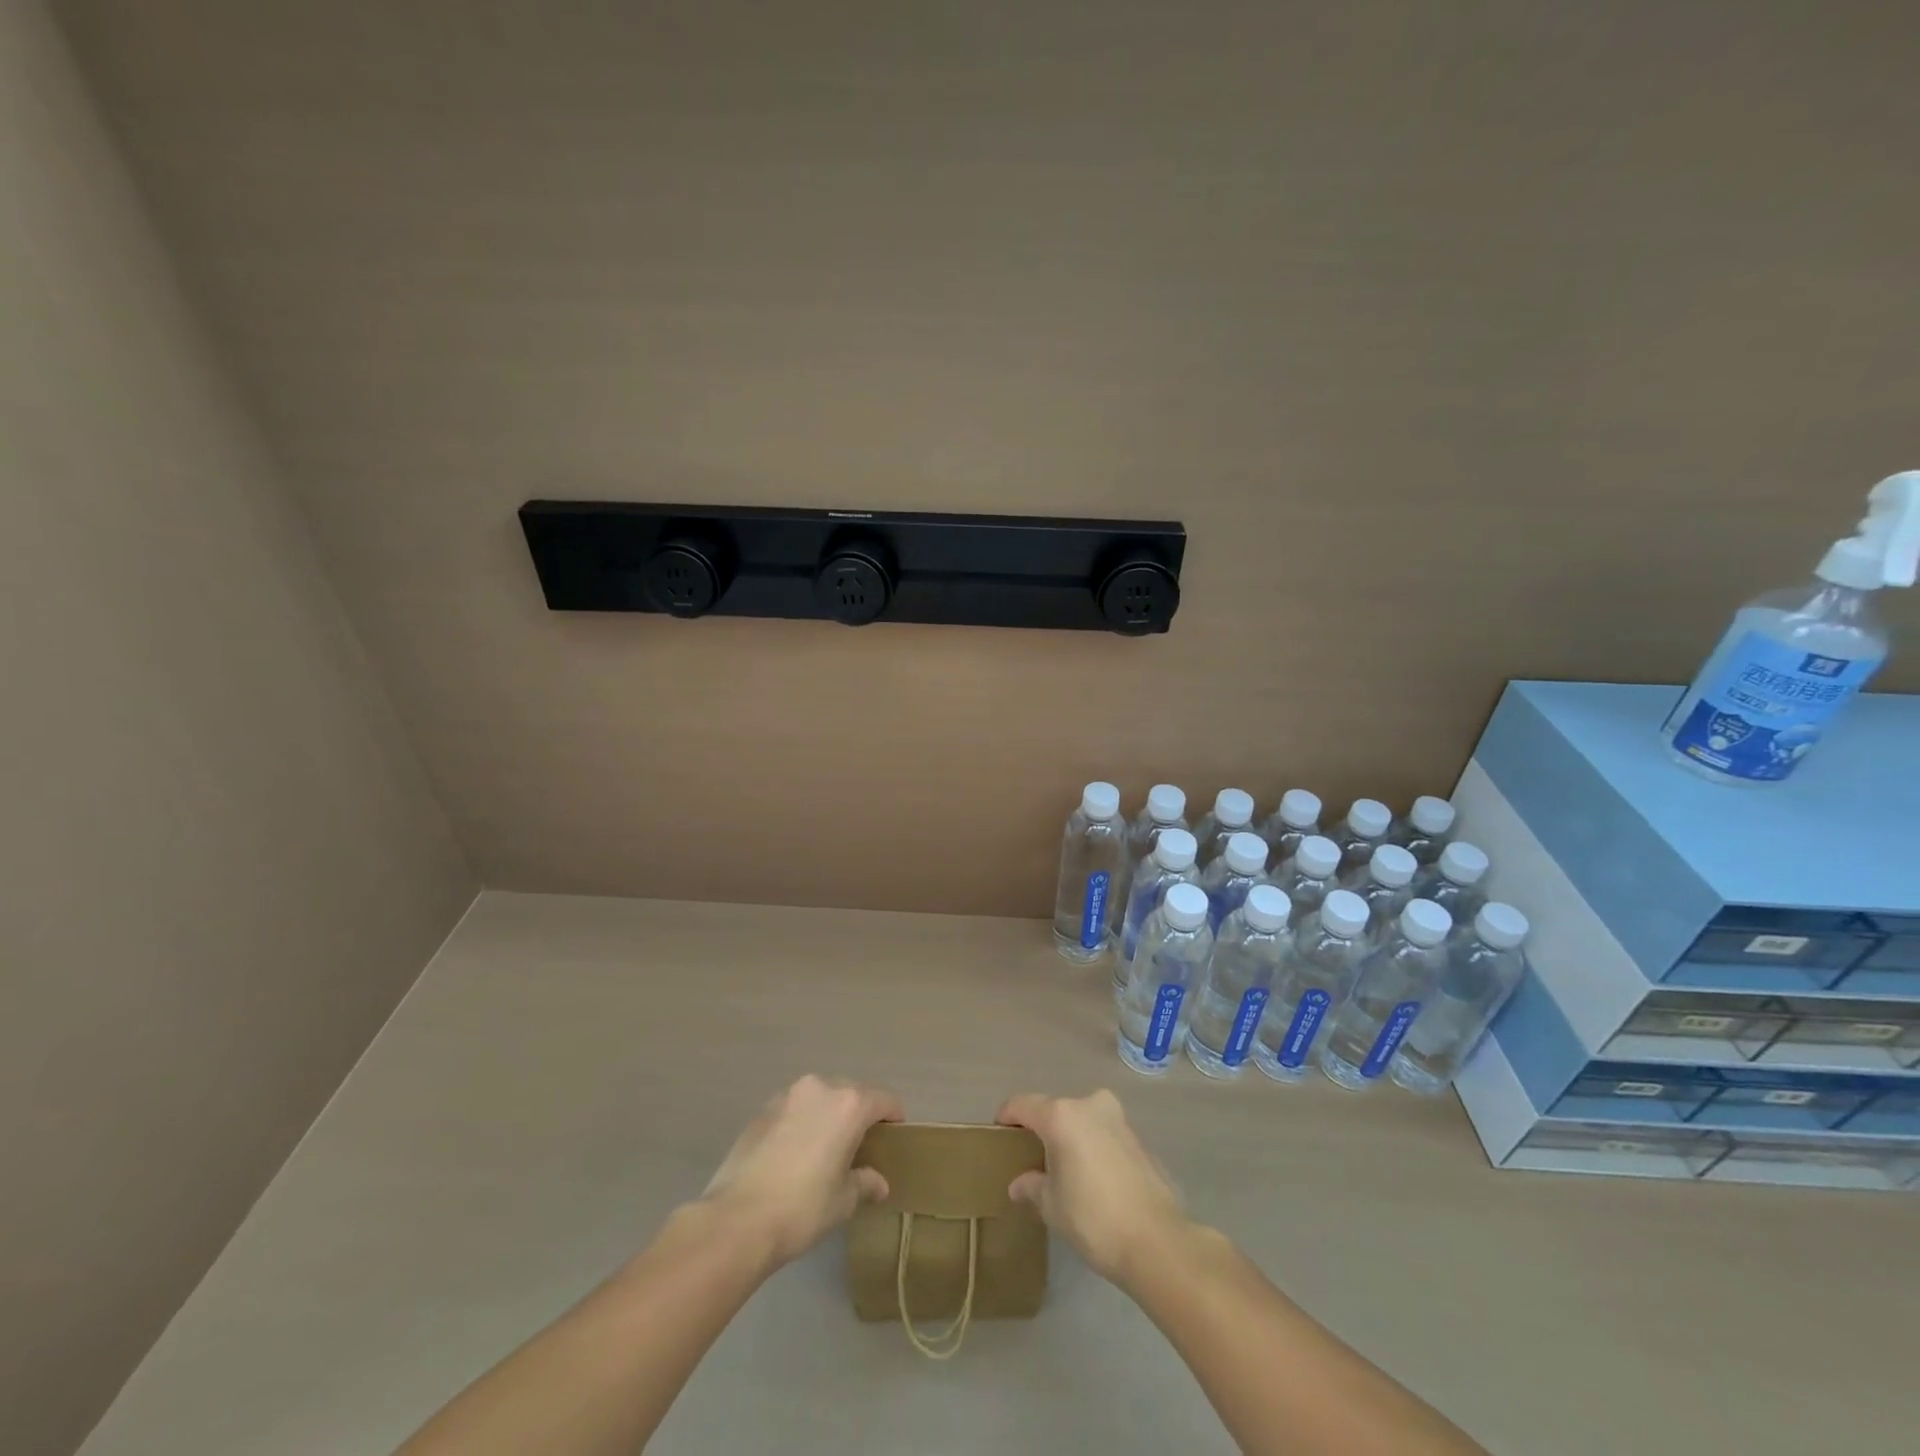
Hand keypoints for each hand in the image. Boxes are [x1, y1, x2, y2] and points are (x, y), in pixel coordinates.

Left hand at [699, 1075, 901, 1267]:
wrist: (736, 1220)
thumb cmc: (802, 1208)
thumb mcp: (842, 1201)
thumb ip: (865, 1182)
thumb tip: (878, 1183)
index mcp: (848, 1105)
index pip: (883, 1100)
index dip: (893, 1117)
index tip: (895, 1135)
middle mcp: (820, 1088)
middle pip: (851, 1093)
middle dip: (859, 1114)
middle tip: (860, 1145)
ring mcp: (787, 1096)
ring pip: (820, 1097)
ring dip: (828, 1115)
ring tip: (826, 1147)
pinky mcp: (762, 1110)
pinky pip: (794, 1109)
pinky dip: (802, 1122)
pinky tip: (795, 1153)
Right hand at [996, 1089, 1189, 1287]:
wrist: (1158, 1242)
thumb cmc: (1094, 1219)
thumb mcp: (1052, 1206)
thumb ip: (1032, 1187)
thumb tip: (1019, 1184)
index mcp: (1062, 1116)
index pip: (1022, 1104)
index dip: (1006, 1117)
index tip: (999, 1134)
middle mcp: (1090, 1105)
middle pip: (1055, 1110)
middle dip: (1042, 1130)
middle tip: (1033, 1159)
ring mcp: (1119, 1119)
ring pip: (1083, 1120)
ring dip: (1071, 1137)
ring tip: (1064, 1170)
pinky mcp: (1139, 1138)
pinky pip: (1105, 1135)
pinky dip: (1094, 1147)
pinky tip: (1094, 1179)